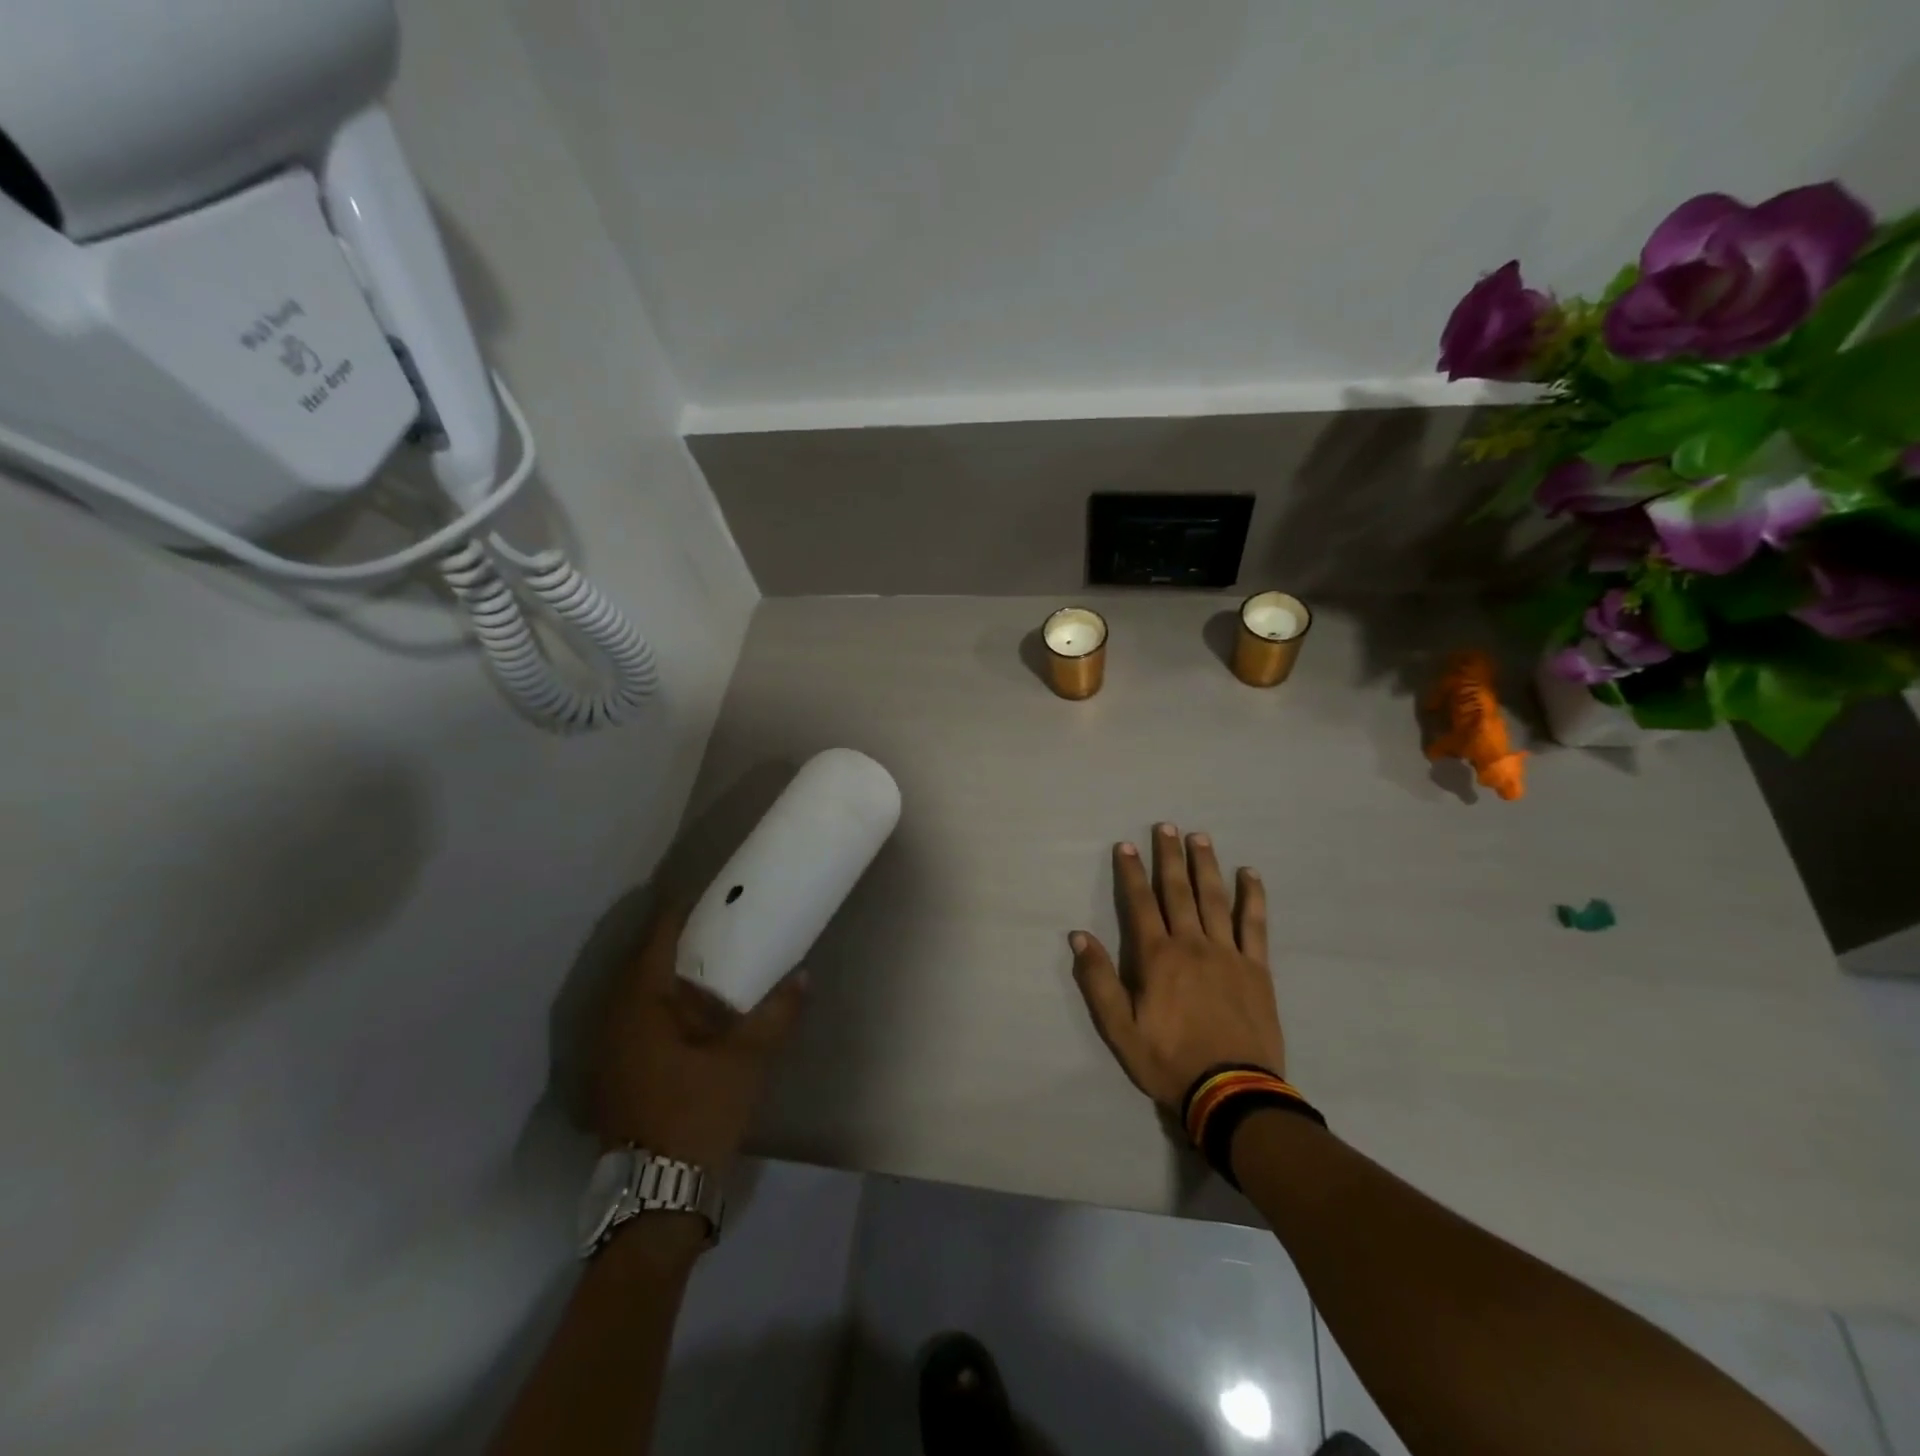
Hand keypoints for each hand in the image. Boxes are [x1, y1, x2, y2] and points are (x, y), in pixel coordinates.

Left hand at [591, 904, 806, 1170]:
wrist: (656, 1193)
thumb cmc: (697, 1112)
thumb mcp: (746, 1060)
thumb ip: (776, 1014)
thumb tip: (804, 977)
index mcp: (641, 1008)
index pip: (655, 944)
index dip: (674, 916)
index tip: (695, 895)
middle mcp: (614, 1022)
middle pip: (638, 968)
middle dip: (667, 945)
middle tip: (704, 929)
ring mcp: (606, 1053)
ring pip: (631, 999)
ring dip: (660, 980)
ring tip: (698, 969)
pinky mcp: (611, 1078)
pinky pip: (630, 1024)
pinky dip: (654, 1009)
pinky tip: (682, 1018)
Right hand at [1068, 823, 1283, 1107]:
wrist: (1231, 1092)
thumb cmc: (1168, 1060)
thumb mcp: (1119, 1028)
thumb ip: (1099, 980)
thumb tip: (1078, 936)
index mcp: (1157, 957)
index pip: (1140, 903)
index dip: (1131, 872)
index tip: (1126, 845)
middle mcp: (1192, 944)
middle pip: (1178, 891)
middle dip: (1169, 857)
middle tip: (1166, 826)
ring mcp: (1228, 953)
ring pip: (1215, 899)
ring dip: (1206, 865)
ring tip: (1200, 837)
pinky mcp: (1257, 968)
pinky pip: (1254, 924)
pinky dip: (1252, 897)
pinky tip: (1249, 874)